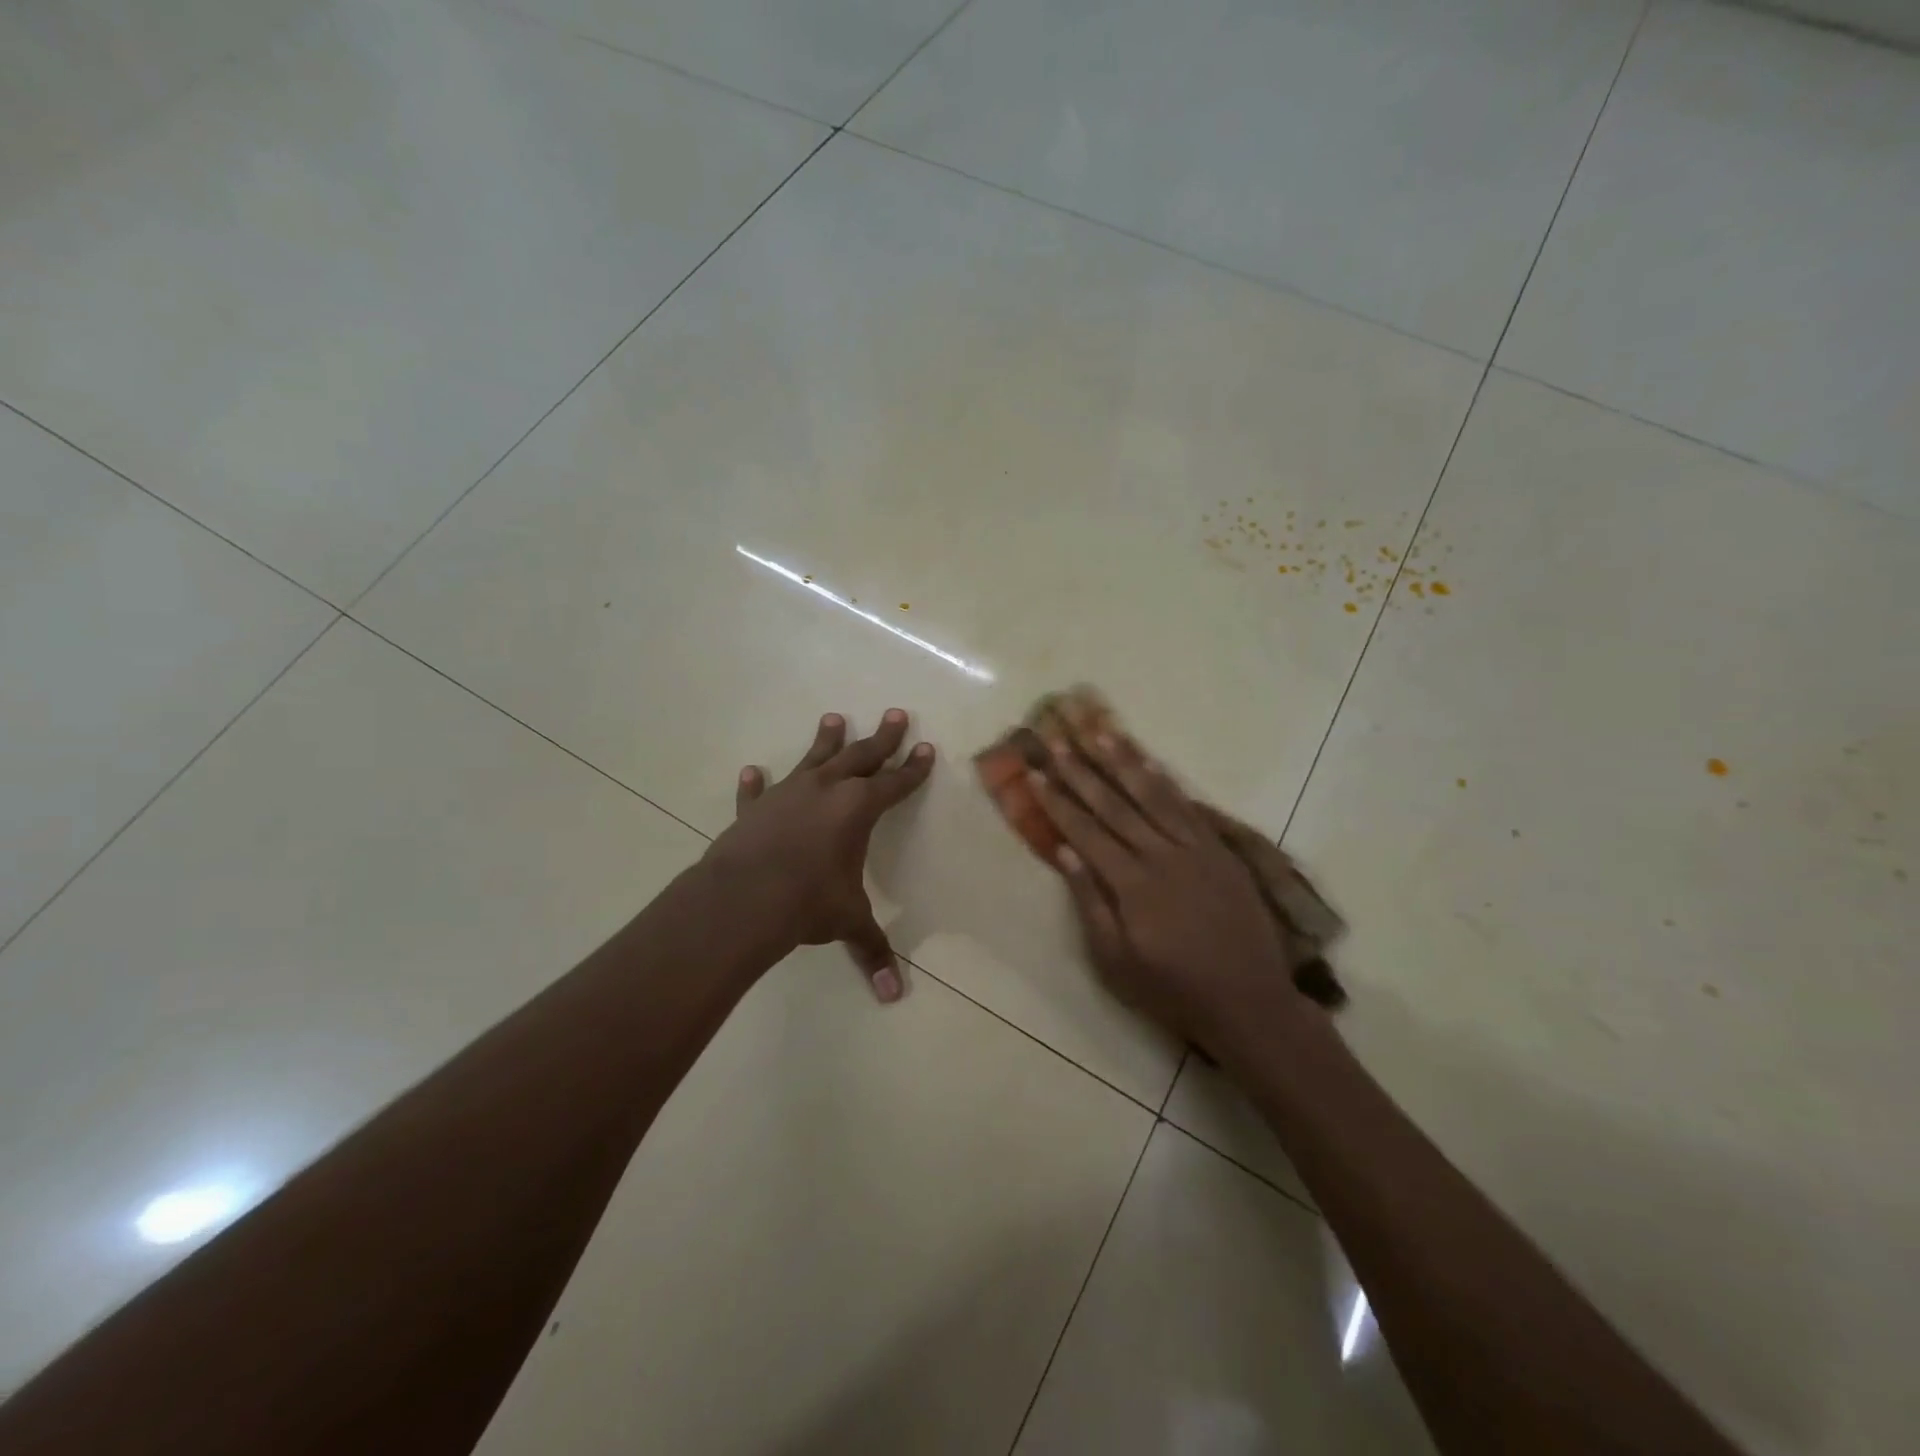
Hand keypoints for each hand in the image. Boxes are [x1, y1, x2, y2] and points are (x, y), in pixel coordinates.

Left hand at [704, 710, 933, 1001]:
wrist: (744, 898)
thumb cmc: (808, 902)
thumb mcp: (848, 921)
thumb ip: (872, 950)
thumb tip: (894, 995)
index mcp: (858, 808)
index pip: (895, 783)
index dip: (913, 769)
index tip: (926, 748)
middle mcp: (826, 790)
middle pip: (861, 756)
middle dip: (882, 738)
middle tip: (896, 713)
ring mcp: (787, 794)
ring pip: (813, 759)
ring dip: (826, 740)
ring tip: (833, 718)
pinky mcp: (754, 809)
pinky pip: (757, 792)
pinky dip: (755, 783)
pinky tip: (752, 772)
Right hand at [1028, 731, 1301, 1048]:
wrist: (1249, 1001)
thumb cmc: (1172, 989)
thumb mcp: (1116, 961)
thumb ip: (1090, 903)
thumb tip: (1064, 852)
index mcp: (1132, 884)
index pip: (1086, 831)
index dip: (1058, 801)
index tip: (1037, 773)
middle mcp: (1162, 856)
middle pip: (1115, 805)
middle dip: (1082, 771)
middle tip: (1058, 740)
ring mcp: (1195, 849)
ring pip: (1153, 796)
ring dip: (1124, 763)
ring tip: (1100, 733)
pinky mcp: (1219, 851)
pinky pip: (1189, 807)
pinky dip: (1166, 783)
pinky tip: (1150, 763)